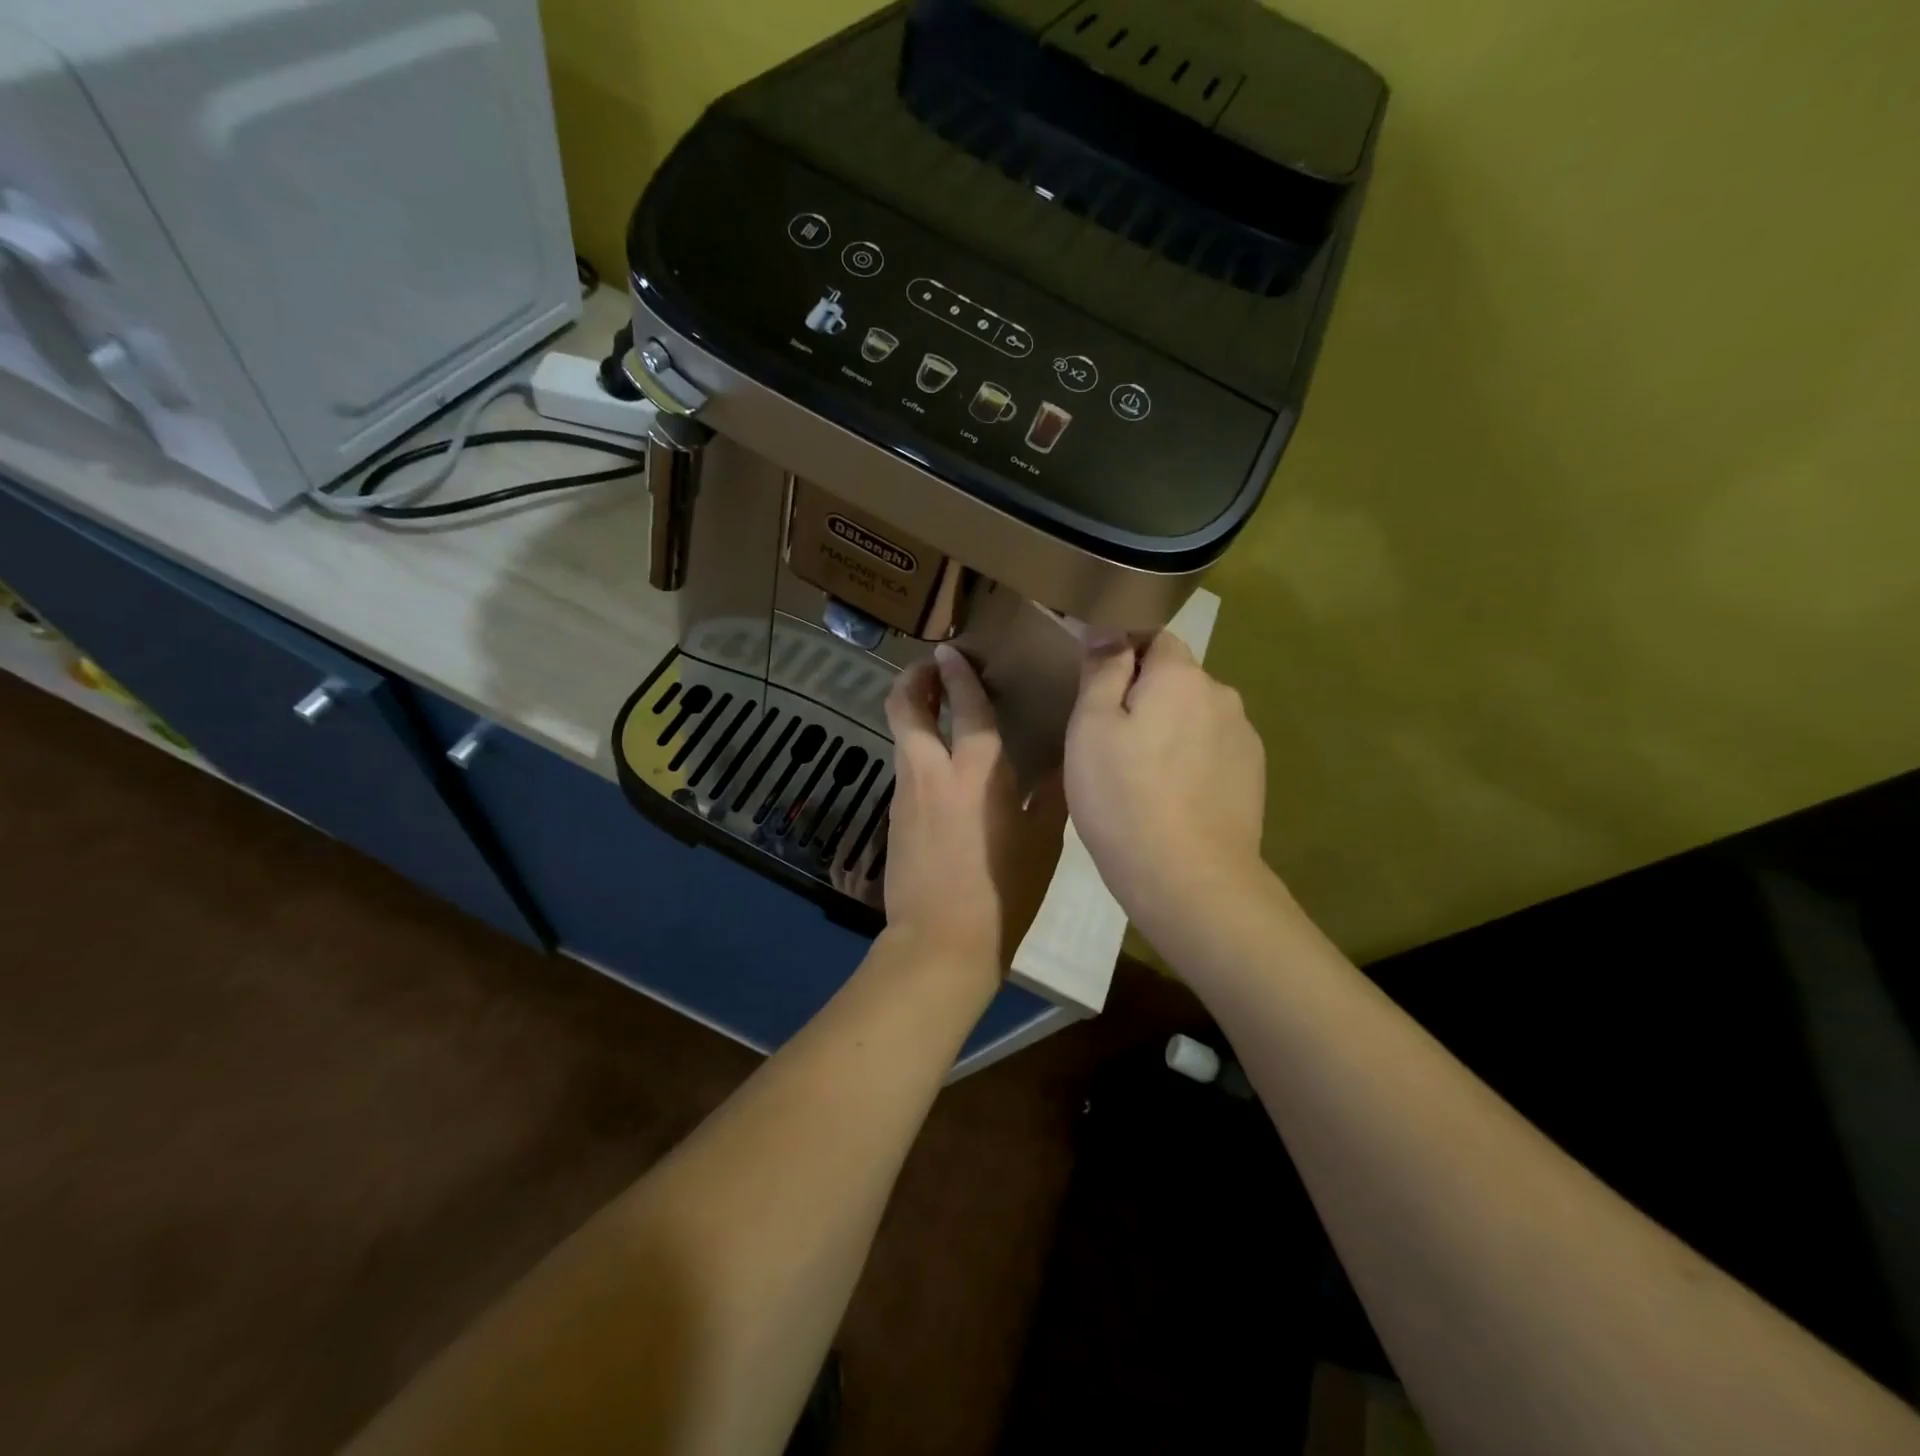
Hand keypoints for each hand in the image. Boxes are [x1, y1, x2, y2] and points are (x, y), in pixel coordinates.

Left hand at [883, 645, 1067, 973]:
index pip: (965, 703)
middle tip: (931, 669)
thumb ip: (1052, 795)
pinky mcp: (893, 816)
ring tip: (935, 708)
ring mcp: (906, 792)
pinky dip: (915, 749)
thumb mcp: (1043, 843)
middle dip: (913, 678)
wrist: (941, 941)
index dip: (957, 672)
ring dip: (912, 712)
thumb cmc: (1003, 891)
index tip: (952, 651)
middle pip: (905, 706)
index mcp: (977, 770)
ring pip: (900, 735)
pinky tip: (938, 766)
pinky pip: (904, 767)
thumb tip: (1065, 761)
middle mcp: (933, 770)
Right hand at [1064, 632, 1267, 932]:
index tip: (1098, 692)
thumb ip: (1102, 670)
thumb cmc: (1124, 796)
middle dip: (1147, 696)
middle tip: (1111, 741)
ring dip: (1171, 730)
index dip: (1124, 655)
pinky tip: (1172, 798)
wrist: (1188, 877)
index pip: (1154, 637)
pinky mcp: (1253, 777)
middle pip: (1177, 679)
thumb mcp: (1091, 727)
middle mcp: (1222, 695)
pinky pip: (1213, 751)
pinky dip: (1192, 761)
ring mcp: (1244, 738)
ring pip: (1196, 717)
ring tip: (1142, 776)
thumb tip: (1109, 630)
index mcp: (1181, 675)